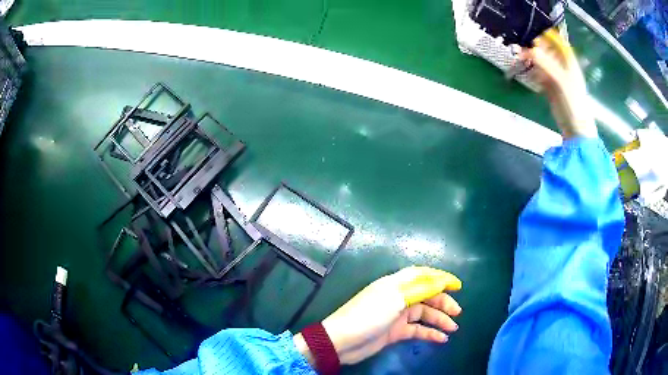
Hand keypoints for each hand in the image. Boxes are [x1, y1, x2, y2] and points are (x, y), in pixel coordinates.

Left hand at [294, 266, 461, 364]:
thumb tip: (441, 281)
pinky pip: (417, 330)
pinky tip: (441, 339)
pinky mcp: (395, 332)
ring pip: (424, 314)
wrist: (342, 342)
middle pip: (426, 296)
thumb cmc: (369, 315)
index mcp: (396, 284)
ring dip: (439, 319)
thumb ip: (420, 289)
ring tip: (453, 328)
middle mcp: (398, 297)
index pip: (423, 275)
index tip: (458, 286)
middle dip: (443, 302)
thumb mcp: (396, 299)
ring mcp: (397, 316)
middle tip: (458, 312)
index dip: (441, 278)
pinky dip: (429, 333)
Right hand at [521, 29, 596, 138]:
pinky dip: (532, 72)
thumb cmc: (574, 103)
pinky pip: (539, 75)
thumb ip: (546, 64)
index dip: (546, 37)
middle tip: (521, 49)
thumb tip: (529, 50)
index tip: (532, 36)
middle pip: (547, 51)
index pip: (557, 42)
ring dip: (531, 60)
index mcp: (569, 62)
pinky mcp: (550, 89)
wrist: (576, 129)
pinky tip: (526, 71)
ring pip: (541, 63)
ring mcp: (556, 78)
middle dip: (535, 48)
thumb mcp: (561, 80)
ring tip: (520, 59)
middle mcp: (562, 67)